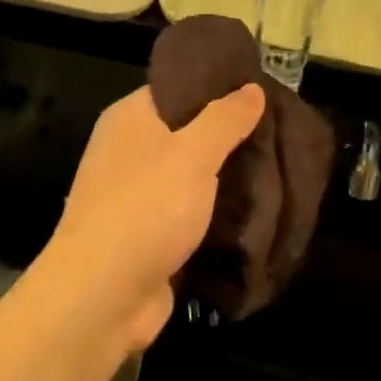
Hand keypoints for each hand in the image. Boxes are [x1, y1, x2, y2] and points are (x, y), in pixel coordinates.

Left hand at [34, 83, 264, 356]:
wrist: (102, 295)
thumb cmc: (145, 208)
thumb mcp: (193, 153)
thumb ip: (224, 119)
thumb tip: (251, 87)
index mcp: (130, 118)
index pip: (177, 87)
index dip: (217, 85)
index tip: (261, 88)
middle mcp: (127, 150)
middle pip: (186, 131)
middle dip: (229, 135)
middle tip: (279, 131)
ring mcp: (135, 195)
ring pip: (190, 175)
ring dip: (226, 178)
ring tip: (277, 168)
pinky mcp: (146, 235)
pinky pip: (189, 213)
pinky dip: (215, 213)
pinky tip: (255, 211)